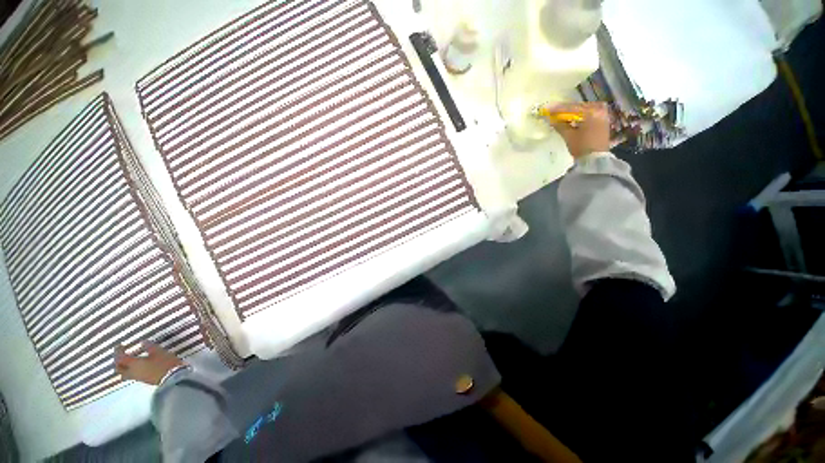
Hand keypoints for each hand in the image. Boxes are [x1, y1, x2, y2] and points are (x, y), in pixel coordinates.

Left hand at [114, 341, 184, 384]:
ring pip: (124, 373)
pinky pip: (131, 375)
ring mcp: (137, 377)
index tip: (119, 345)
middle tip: (121, 354)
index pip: (120, 358)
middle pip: (119, 368)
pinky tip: (137, 366)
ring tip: (128, 361)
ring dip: (123, 367)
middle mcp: (131, 371)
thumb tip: (142, 342)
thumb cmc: (164, 363)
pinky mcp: (143, 380)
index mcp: (133, 364)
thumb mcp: (159, 352)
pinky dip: (130, 370)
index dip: (118, 351)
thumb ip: (149, 347)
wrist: (172, 377)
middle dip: (118, 361)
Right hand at [548, 102, 610, 158]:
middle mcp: (599, 110)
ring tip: (562, 116)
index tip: (547, 109)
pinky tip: (573, 120)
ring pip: (584, 110)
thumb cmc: (582, 146)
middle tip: (555, 112)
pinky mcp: (603, 122)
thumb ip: (560, 126)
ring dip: (573, 112)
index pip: (572, 108)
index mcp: (591, 112)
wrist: (595, 159)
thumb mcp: (569, 136)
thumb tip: (551, 119)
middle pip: (579, 107)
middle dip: (567, 109)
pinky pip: (589, 114)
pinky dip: (580, 116)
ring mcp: (603, 116)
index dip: (558, 109)